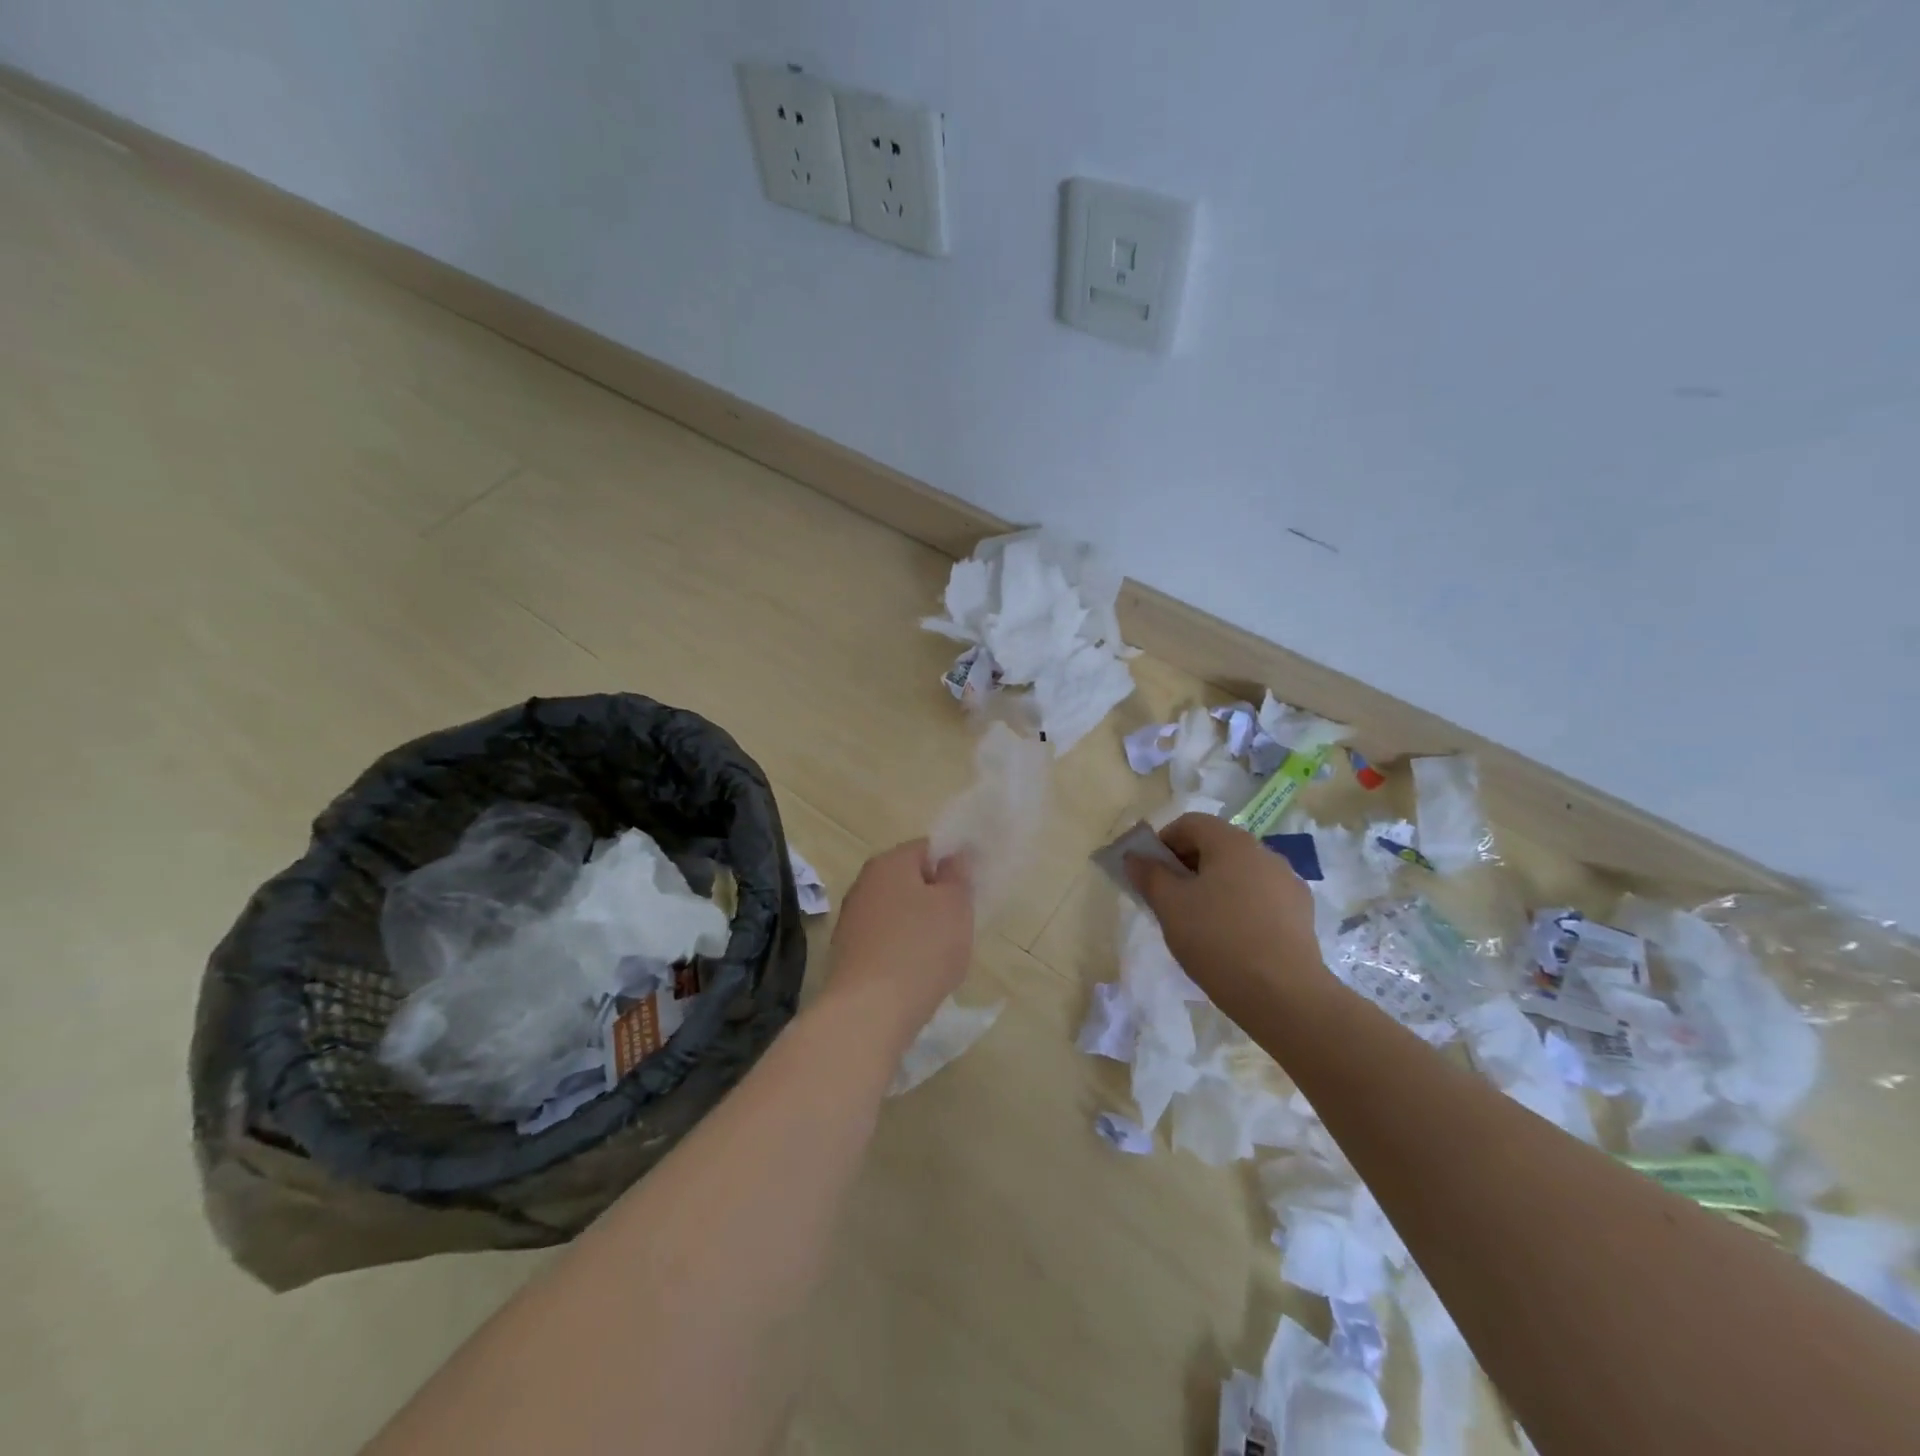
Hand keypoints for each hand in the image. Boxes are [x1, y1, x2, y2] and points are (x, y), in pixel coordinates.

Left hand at [824, 839, 974, 1038]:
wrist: (869, 1012)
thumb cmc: (921, 949)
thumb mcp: (955, 906)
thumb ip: (958, 875)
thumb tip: (952, 858)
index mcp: (889, 863)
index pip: (927, 847)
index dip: (953, 863)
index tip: (971, 889)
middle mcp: (864, 883)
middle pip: (909, 880)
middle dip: (936, 897)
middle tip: (961, 922)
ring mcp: (852, 919)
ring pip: (897, 911)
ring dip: (919, 925)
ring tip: (941, 953)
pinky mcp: (848, 953)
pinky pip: (885, 940)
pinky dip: (902, 949)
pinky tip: (917, 973)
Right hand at [1125, 813, 1329, 1010]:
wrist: (1284, 996)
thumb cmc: (1218, 940)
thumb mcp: (1170, 907)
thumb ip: (1149, 875)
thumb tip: (1134, 856)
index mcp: (1232, 842)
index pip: (1190, 823)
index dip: (1163, 842)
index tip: (1151, 874)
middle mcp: (1264, 853)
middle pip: (1216, 846)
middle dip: (1187, 866)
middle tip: (1169, 900)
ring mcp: (1288, 883)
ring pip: (1239, 873)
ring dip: (1214, 887)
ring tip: (1199, 923)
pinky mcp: (1301, 913)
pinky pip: (1260, 897)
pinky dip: (1240, 906)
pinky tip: (1232, 939)